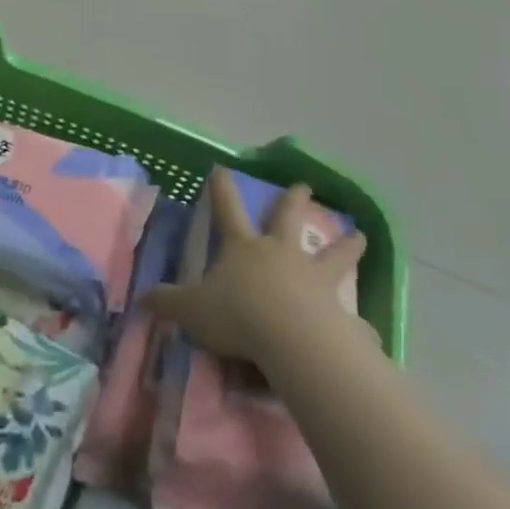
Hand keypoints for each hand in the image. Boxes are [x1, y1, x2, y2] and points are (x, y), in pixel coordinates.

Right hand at [143, 170, 368, 367]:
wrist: (291, 339)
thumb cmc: (237, 315)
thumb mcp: (191, 310)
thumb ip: (167, 303)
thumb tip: (142, 298)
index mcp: (244, 248)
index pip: (227, 210)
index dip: (221, 189)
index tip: (222, 169)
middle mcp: (280, 254)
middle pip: (288, 219)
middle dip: (294, 200)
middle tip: (305, 185)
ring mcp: (313, 278)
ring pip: (333, 254)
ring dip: (347, 244)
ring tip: (361, 235)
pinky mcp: (338, 310)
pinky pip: (350, 316)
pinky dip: (358, 322)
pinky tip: (368, 331)